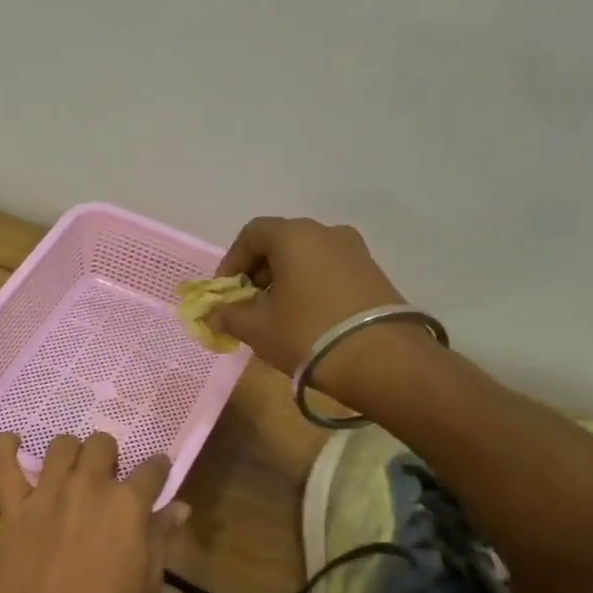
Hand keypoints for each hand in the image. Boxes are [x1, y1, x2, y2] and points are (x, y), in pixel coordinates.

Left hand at [0, 432, 188, 592]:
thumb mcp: (148, 587)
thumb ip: (161, 539)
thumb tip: (179, 508)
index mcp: (129, 505)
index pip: (153, 469)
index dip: (158, 469)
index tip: (157, 475)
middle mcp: (90, 486)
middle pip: (103, 444)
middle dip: (110, 456)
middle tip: (108, 479)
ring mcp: (49, 493)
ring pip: (62, 445)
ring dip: (71, 453)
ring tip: (71, 470)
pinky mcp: (14, 506)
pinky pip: (3, 463)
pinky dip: (5, 447)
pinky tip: (12, 443)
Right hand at [210, 217, 414, 392]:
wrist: (380, 359)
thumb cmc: (306, 333)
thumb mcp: (257, 327)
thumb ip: (228, 315)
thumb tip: (212, 314)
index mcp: (294, 236)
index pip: (252, 233)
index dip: (232, 261)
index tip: (225, 293)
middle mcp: (326, 233)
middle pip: (281, 243)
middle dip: (258, 272)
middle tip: (248, 305)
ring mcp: (355, 252)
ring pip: (307, 258)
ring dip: (285, 281)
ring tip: (277, 315)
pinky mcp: (373, 274)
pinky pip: (330, 272)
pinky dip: (311, 287)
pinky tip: (306, 319)